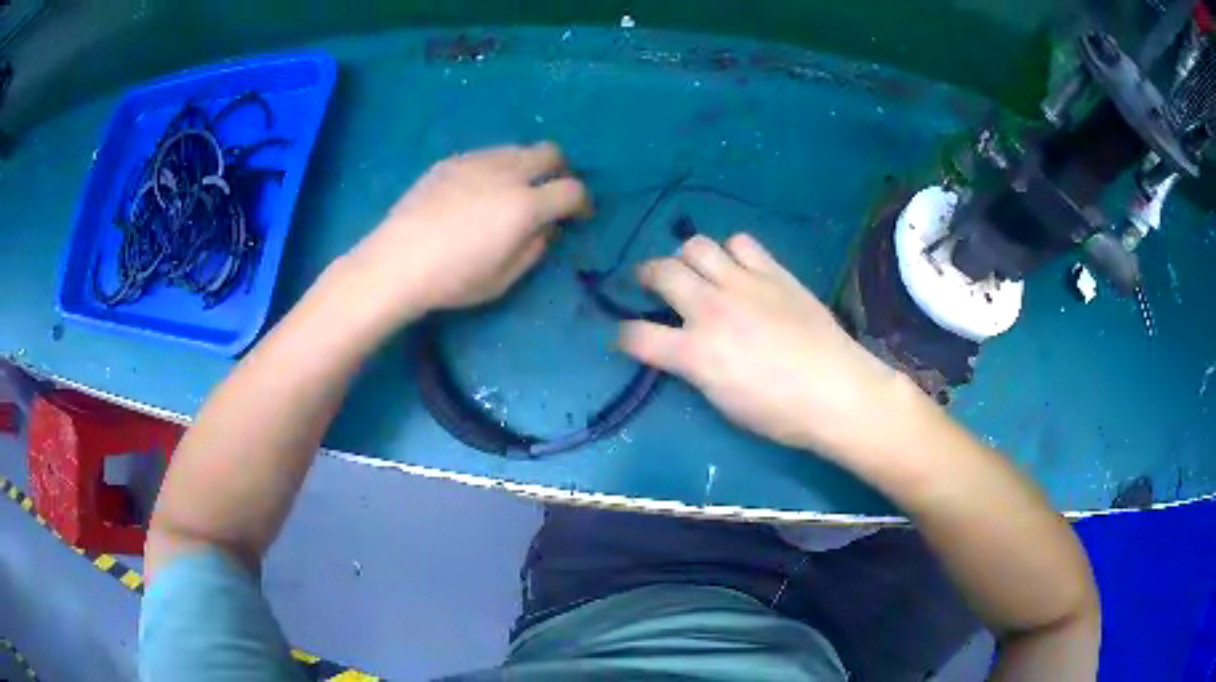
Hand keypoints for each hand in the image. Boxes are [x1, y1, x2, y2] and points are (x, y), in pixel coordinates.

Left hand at [342, 142, 590, 326]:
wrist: (396, 262)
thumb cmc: (453, 280)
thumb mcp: (504, 278)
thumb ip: (535, 248)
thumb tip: (546, 227)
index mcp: (525, 205)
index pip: (573, 190)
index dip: (583, 203)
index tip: (578, 216)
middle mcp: (507, 173)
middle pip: (551, 153)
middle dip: (560, 171)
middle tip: (549, 194)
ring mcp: (476, 161)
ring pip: (518, 148)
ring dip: (527, 166)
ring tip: (512, 191)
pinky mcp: (451, 160)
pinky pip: (487, 154)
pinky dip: (497, 167)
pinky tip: (478, 191)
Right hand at [618, 233, 909, 459]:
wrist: (837, 392)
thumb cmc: (780, 414)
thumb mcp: (723, 402)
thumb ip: (695, 368)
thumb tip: (684, 350)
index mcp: (695, 352)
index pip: (637, 335)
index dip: (623, 335)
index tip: (626, 337)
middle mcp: (711, 309)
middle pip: (661, 272)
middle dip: (645, 276)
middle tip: (650, 283)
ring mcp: (744, 284)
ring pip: (697, 245)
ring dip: (687, 256)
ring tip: (696, 269)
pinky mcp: (774, 272)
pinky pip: (741, 243)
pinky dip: (732, 251)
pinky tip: (738, 267)